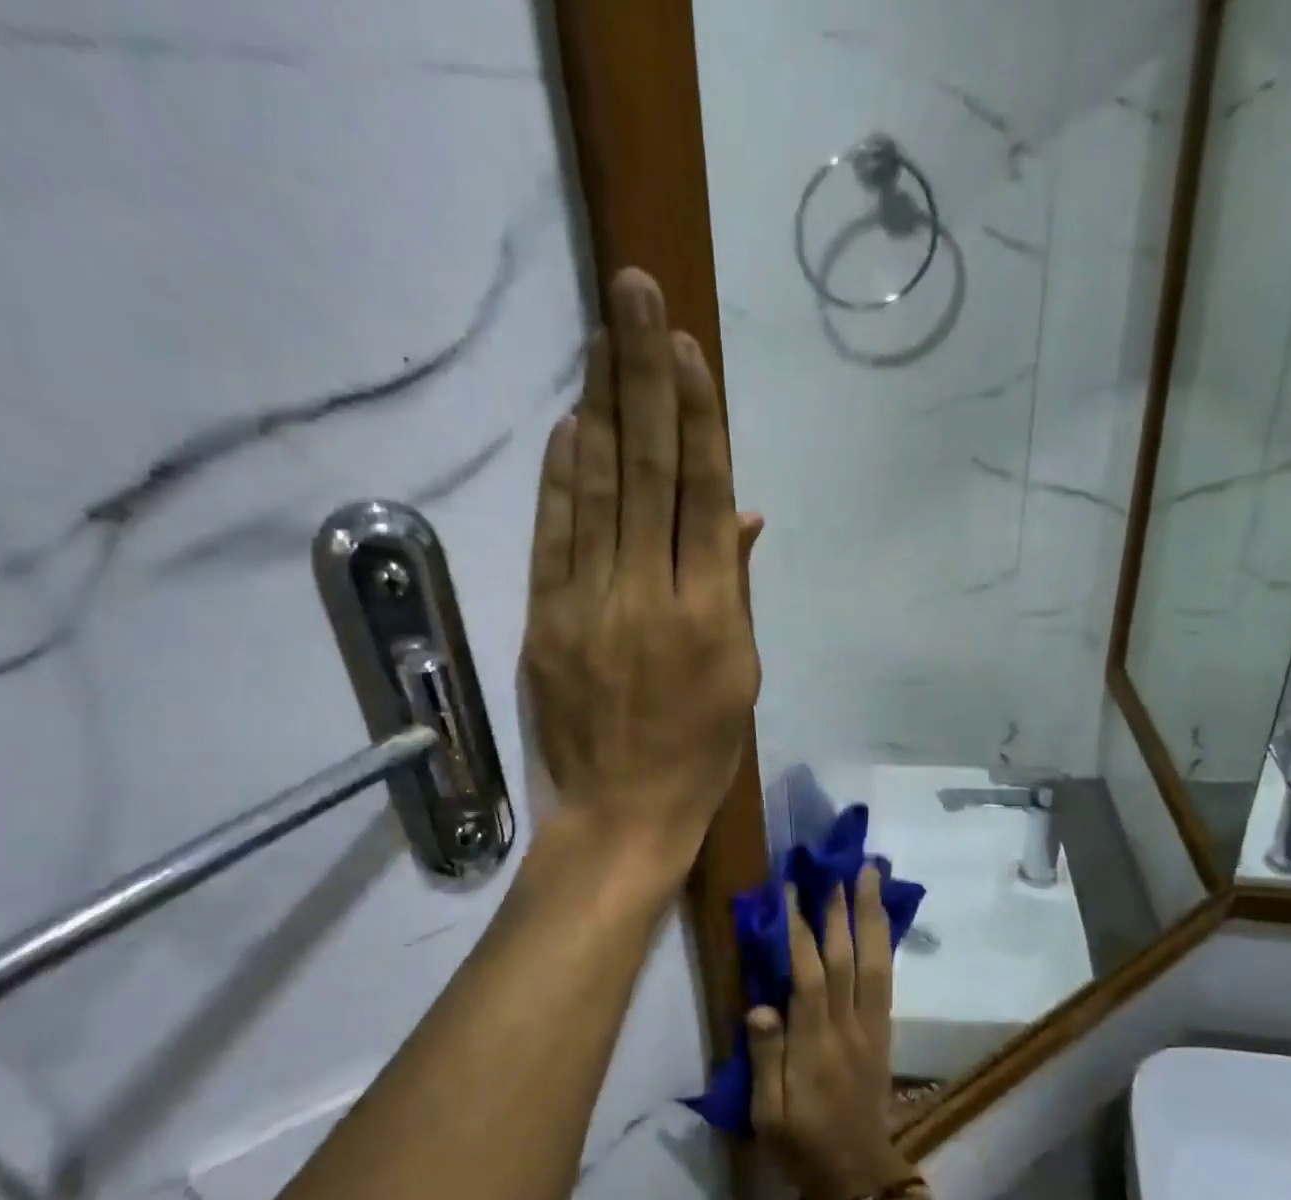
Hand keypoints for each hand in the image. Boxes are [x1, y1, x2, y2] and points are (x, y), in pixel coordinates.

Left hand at [523, 268, 761, 871]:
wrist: (622, 814)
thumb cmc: (699, 753)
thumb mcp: (741, 676)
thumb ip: (736, 588)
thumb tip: (744, 514)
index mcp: (712, 612)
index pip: (705, 495)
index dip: (699, 417)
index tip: (687, 350)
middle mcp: (652, 594)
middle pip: (650, 472)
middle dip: (645, 377)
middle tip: (636, 293)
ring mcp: (591, 604)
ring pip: (599, 490)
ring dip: (601, 406)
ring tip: (602, 334)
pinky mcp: (546, 620)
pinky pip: (554, 536)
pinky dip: (561, 477)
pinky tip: (571, 423)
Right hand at [747, 867, 917, 1199]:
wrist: (859, 1175)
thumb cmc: (803, 1145)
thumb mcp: (768, 1115)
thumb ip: (764, 1058)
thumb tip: (760, 1005)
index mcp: (814, 1045)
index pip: (809, 976)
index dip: (800, 930)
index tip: (791, 890)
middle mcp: (848, 1026)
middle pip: (848, 958)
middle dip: (843, 909)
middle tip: (842, 866)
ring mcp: (872, 1026)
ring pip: (876, 961)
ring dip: (873, 915)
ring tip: (872, 876)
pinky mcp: (884, 1030)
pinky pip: (886, 977)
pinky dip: (884, 942)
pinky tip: (881, 919)